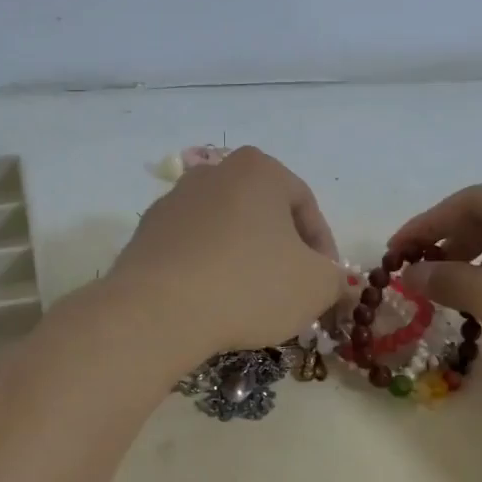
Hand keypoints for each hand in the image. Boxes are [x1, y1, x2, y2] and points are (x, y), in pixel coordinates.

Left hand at [110, 147, 345, 362]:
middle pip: (264, 215)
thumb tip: (332, 281)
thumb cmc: (249, 286)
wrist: (158, 311)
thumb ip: (335, 278)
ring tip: (252, 302)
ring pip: (227, 231)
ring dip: (245, 261)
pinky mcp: (147, 233)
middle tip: (292, 292)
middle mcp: (214, 173)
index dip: (324, 249)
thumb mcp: (316, 287)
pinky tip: (214, 303)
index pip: (306, 206)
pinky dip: (209, 271)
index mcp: (259, 169)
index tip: (326, 283)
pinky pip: (193, 250)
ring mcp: (174, 201)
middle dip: (283, 252)